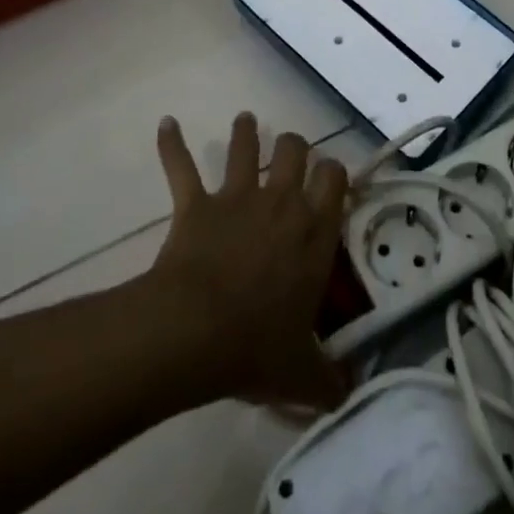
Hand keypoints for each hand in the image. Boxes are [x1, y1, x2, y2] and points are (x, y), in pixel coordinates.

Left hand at [149, 113, 349, 410]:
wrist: (193, 332)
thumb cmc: (255, 347)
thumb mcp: (302, 374)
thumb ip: (329, 380)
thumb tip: (348, 393)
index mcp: (313, 231)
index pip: (334, 179)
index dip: (334, 172)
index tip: (330, 178)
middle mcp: (280, 202)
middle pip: (294, 150)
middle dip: (295, 146)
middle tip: (292, 152)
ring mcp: (236, 197)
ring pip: (245, 147)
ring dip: (245, 132)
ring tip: (246, 120)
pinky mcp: (196, 204)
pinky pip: (181, 165)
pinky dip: (172, 144)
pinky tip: (166, 124)